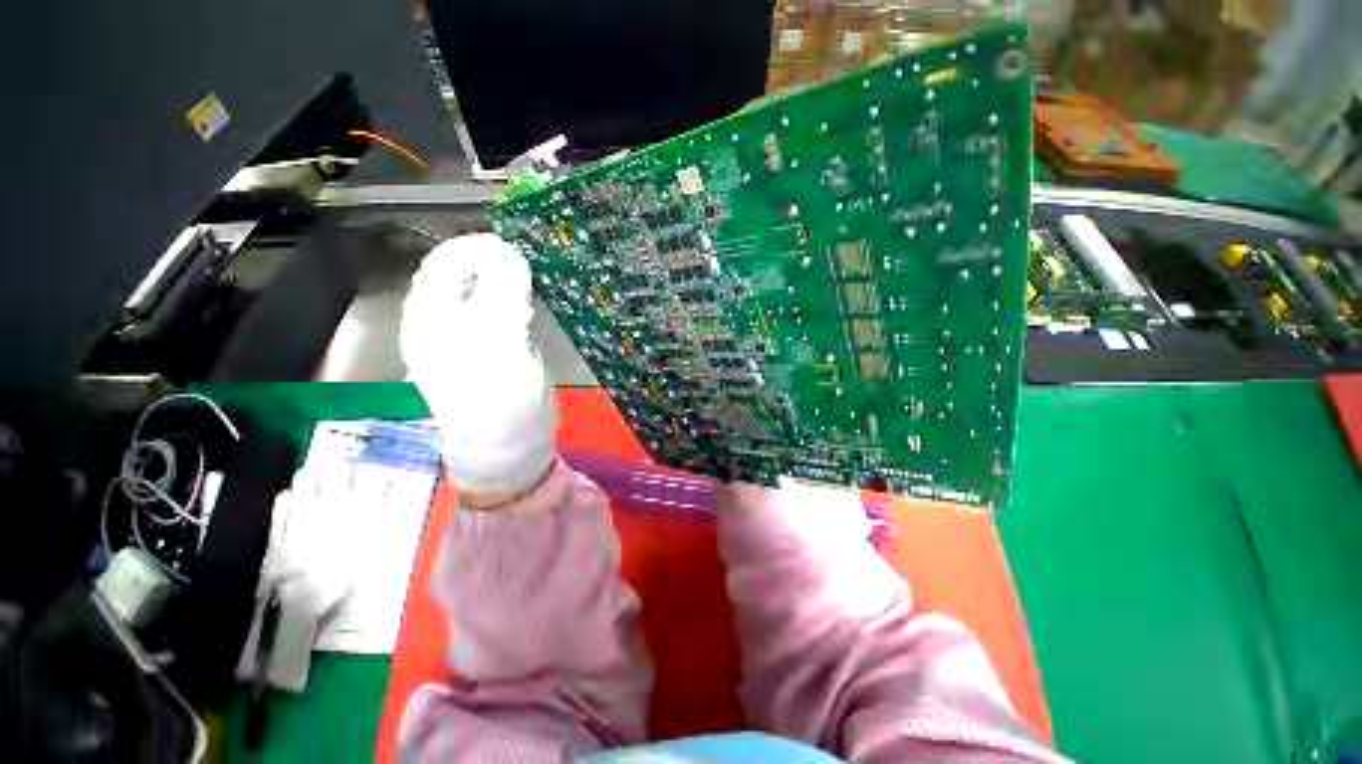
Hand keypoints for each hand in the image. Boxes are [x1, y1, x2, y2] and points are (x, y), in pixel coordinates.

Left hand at [400, 234, 557, 503]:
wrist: (511, 444)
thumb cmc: (497, 393)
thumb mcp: (497, 338)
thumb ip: (501, 290)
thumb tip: (508, 252)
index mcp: (429, 317)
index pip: (444, 263)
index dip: (477, 249)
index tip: (517, 249)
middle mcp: (442, 323)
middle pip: (465, 276)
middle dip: (496, 263)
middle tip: (532, 265)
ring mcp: (469, 337)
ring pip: (485, 293)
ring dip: (508, 282)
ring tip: (535, 281)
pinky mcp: (492, 349)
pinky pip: (501, 312)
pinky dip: (517, 301)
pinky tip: (533, 306)